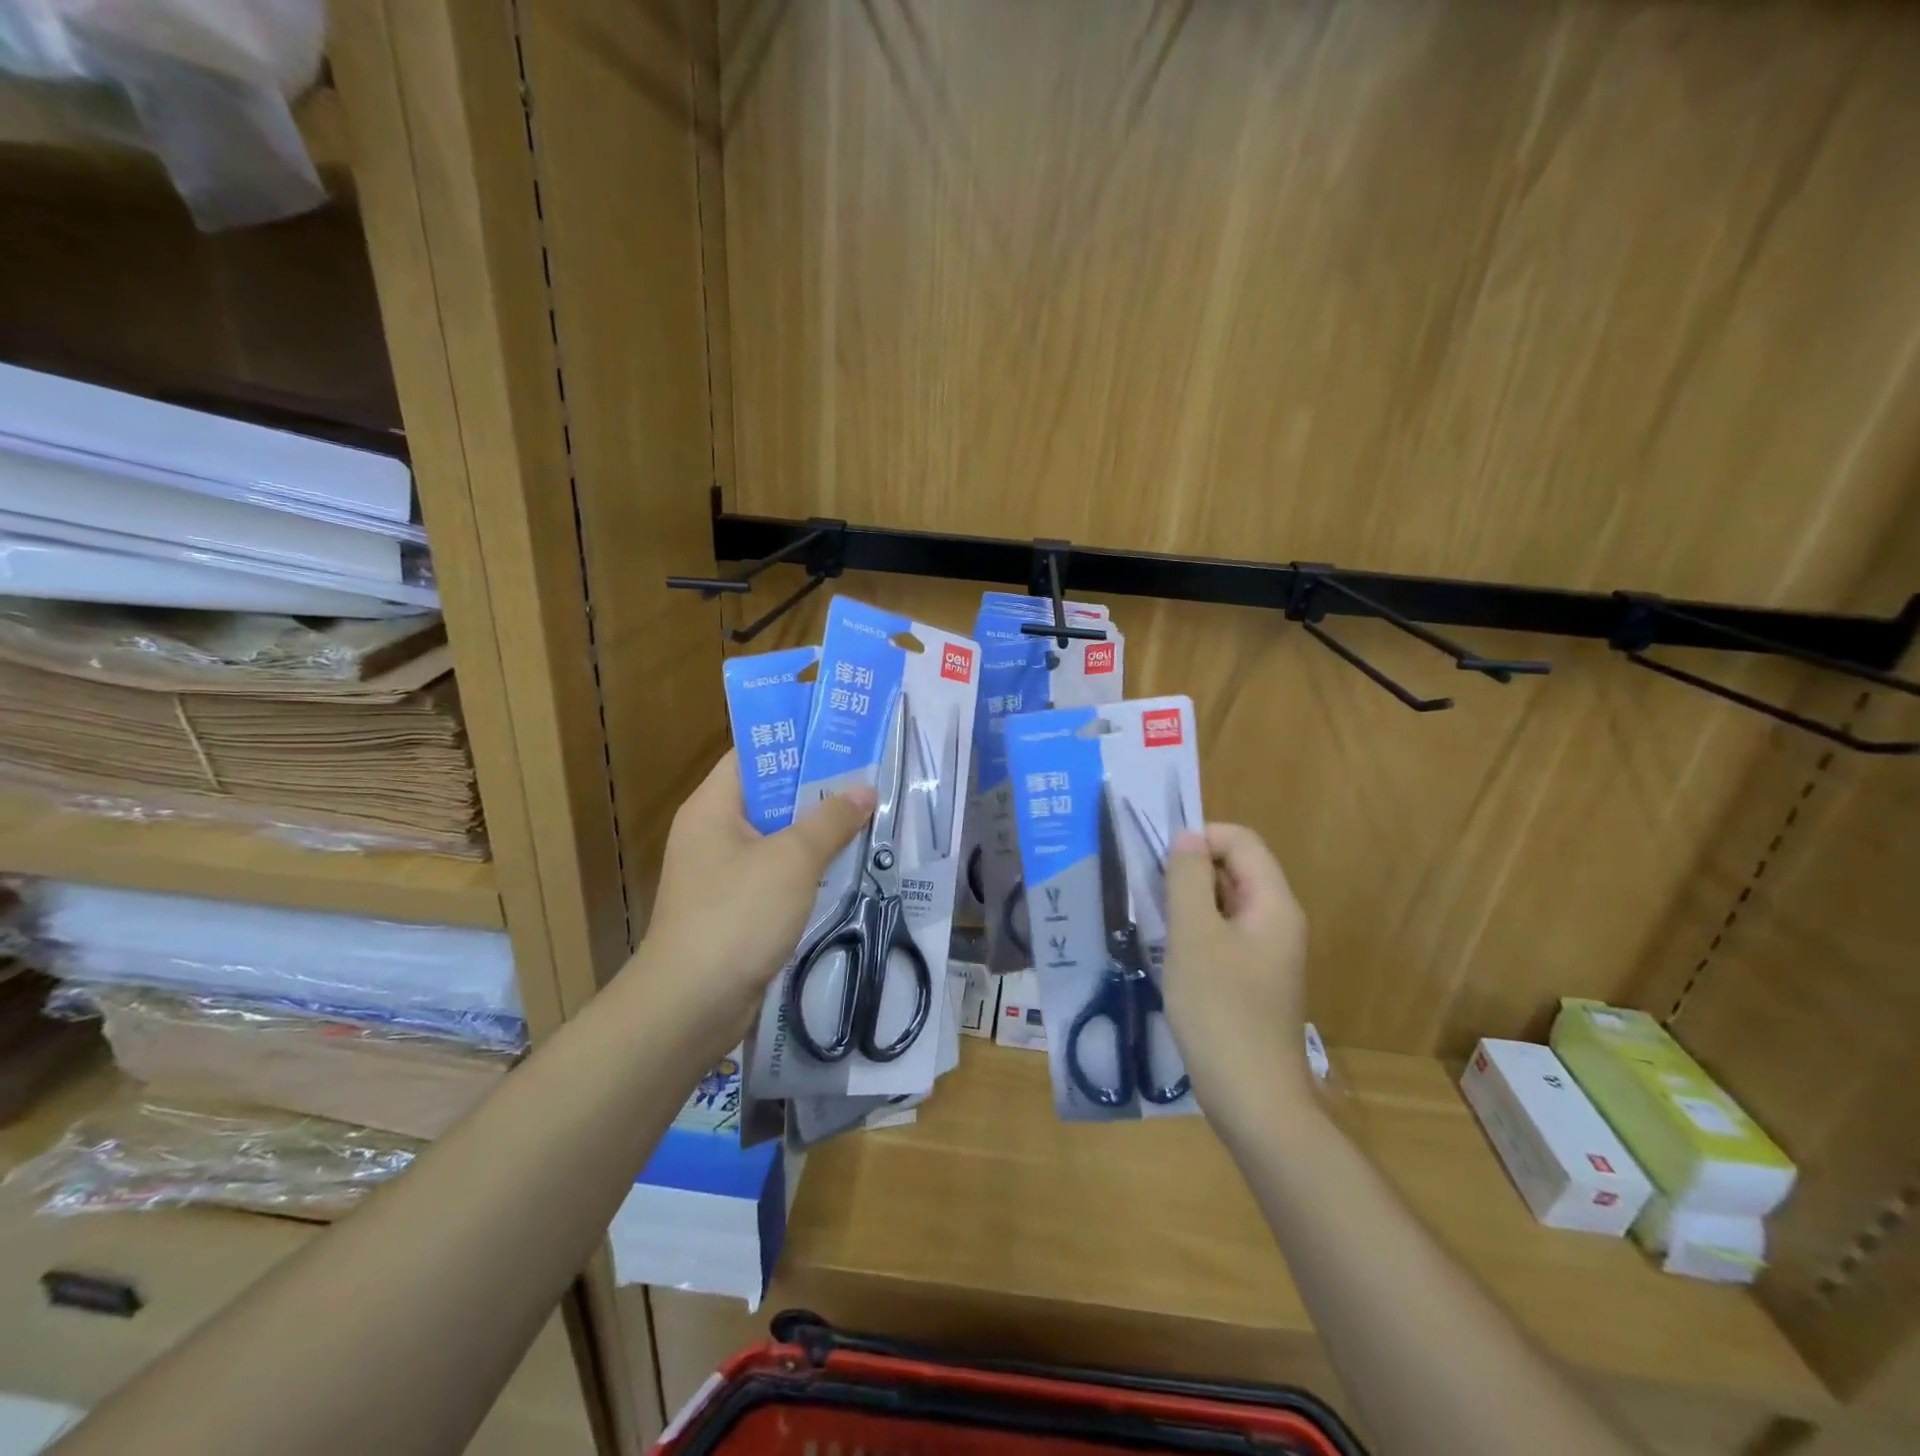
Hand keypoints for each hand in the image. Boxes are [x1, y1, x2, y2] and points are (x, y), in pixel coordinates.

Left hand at [638, 752, 874, 1059]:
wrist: (691, 1006)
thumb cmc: (737, 916)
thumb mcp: (792, 860)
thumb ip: (830, 821)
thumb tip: (864, 790)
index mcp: (712, 807)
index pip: (752, 755)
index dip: (794, 741)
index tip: (840, 737)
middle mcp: (712, 833)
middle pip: (768, 795)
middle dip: (817, 787)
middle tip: (867, 776)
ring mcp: (721, 874)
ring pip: (776, 837)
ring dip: (816, 830)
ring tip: (866, 815)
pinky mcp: (735, 909)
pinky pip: (776, 873)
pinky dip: (807, 867)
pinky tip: (845, 865)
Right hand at [1163, 823, 1312, 1122]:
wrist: (1252, 1099)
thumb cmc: (1220, 1010)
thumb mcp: (1194, 936)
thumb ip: (1188, 879)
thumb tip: (1187, 836)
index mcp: (1273, 904)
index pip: (1240, 841)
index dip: (1200, 838)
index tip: (1159, 864)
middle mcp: (1277, 921)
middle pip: (1235, 869)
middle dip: (1190, 871)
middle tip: (1150, 895)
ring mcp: (1267, 952)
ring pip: (1225, 903)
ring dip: (1188, 902)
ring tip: (1154, 923)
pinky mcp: (1253, 978)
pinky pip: (1224, 935)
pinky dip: (1196, 932)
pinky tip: (1170, 955)